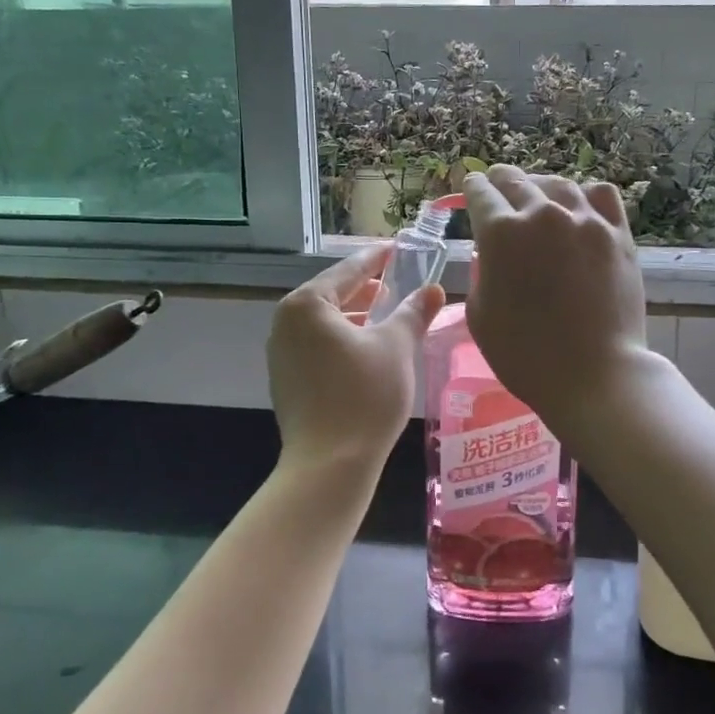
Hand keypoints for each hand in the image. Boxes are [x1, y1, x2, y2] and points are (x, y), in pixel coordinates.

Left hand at [268, 245, 443, 470]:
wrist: (330, 465)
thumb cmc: (365, 395)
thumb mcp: (397, 347)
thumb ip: (413, 312)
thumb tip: (433, 289)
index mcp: (307, 305)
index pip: (349, 270)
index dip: (377, 259)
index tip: (397, 248)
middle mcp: (285, 323)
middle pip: (332, 294)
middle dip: (366, 289)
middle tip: (397, 281)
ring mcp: (281, 354)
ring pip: (325, 323)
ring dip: (356, 316)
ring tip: (387, 316)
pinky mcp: (286, 381)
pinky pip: (317, 346)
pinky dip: (343, 340)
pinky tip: (367, 350)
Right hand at [462, 166, 652, 432]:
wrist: (593, 375)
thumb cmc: (524, 354)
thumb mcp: (480, 314)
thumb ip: (483, 272)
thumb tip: (493, 254)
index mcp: (501, 232)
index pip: (479, 192)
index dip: (470, 188)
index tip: (470, 188)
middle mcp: (542, 214)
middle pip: (515, 180)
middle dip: (499, 181)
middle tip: (495, 185)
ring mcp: (585, 220)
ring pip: (557, 184)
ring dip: (539, 187)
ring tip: (536, 196)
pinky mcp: (617, 233)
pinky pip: (600, 195)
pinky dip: (584, 195)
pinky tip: (578, 207)